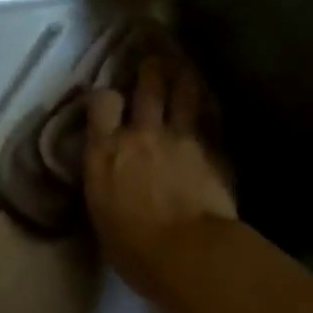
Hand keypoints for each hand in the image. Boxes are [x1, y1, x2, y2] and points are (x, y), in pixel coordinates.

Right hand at [84, 59, 237, 300]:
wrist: (188, 253)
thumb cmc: (134, 249)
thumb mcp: (101, 215)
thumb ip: (105, 182)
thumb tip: (109, 173)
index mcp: (106, 152)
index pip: (102, 103)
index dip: (106, 96)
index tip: (109, 99)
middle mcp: (141, 134)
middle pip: (147, 88)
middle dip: (150, 70)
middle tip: (154, 59)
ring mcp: (179, 138)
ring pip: (183, 94)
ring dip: (182, 76)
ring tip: (183, 65)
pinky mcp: (210, 150)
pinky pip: (208, 118)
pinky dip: (207, 106)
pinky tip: (209, 99)